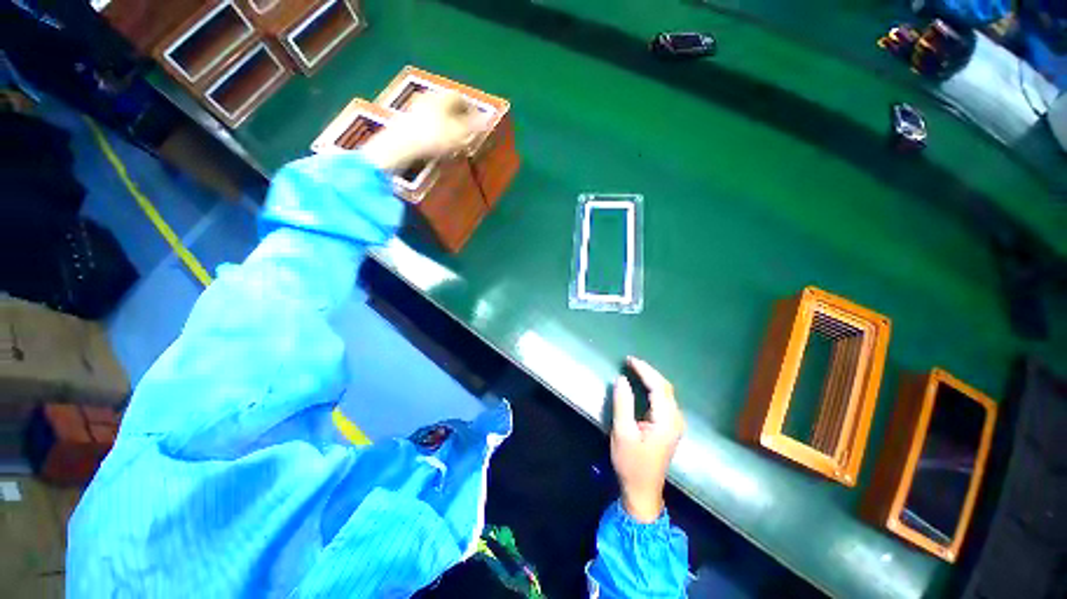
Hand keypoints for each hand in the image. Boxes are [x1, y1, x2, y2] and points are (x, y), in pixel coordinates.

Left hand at [362, 91, 483, 171]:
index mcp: (441, 98)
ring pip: (436, 112)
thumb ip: (474, 126)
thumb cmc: (433, 137)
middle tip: (466, 128)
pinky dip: (434, 128)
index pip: (460, 96)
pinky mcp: (406, 120)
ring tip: (453, 137)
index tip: (477, 119)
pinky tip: (436, 140)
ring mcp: (415, 108)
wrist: (400, 145)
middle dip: (458, 115)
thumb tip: (489, 119)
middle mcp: (428, 97)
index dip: (471, 107)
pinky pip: (426, 121)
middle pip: (447, 103)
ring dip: (446, 122)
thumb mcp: (458, 133)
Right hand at [611, 357, 685, 522]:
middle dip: (648, 371)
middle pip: (665, 387)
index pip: (658, 387)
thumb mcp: (622, 432)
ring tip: (634, 369)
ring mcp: (675, 424)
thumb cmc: (631, 463)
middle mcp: (675, 419)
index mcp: (666, 420)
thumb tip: (621, 379)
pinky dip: (653, 388)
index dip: (644, 370)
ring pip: (666, 392)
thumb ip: (623, 404)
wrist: (642, 490)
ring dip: (651, 378)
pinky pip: (664, 400)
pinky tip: (643, 385)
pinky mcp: (670, 427)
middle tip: (629, 362)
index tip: (628, 360)